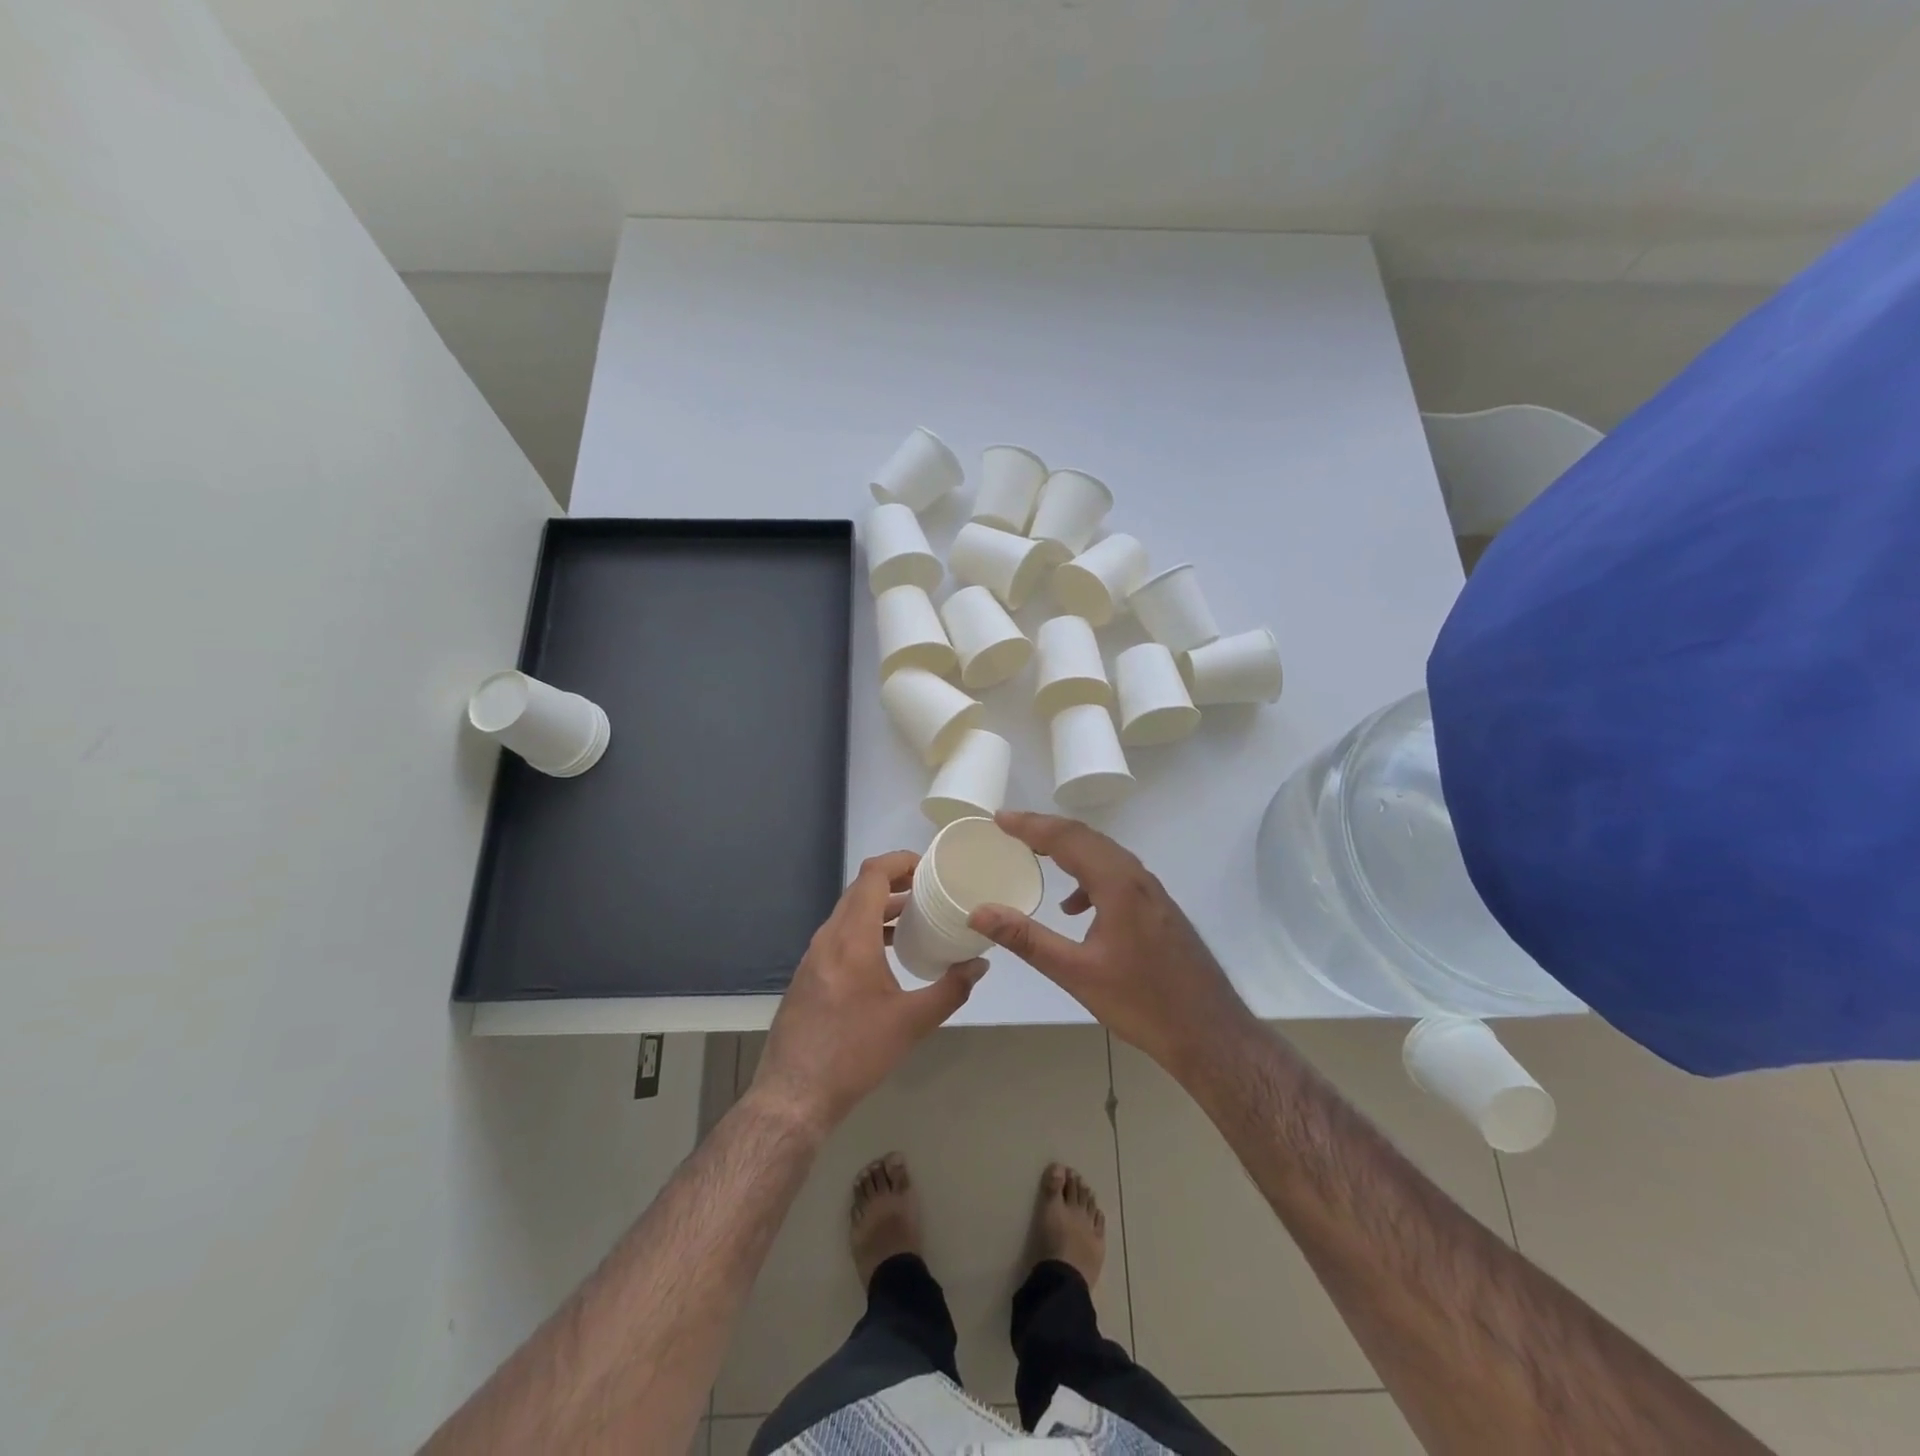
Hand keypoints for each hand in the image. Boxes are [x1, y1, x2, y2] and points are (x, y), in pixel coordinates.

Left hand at [752, 851, 985, 1135]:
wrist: (793, 1095)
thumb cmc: (855, 1053)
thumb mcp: (912, 1023)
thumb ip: (951, 989)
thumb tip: (980, 964)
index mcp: (852, 937)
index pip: (872, 875)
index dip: (900, 860)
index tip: (929, 866)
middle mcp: (828, 937)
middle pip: (861, 889)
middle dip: (896, 881)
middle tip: (930, 889)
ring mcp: (814, 955)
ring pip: (849, 912)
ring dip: (880, 907)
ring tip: (915, 917)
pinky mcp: (809, 974)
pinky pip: (839, 934)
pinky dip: (866, 928)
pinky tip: (887, 954)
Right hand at [967, 812, 1254, 1078]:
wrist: (1210, 1033)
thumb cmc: (1142, 1002)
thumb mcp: (1076, 973)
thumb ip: (1026, 939)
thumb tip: (979, 912)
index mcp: (1118, 884)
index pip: (1067, 839)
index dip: (1030, 825)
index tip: (999, 818)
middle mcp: (1137, 877)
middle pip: (1087, 838)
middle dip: (1046, 829)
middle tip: (1009, 828)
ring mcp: (1152, 892)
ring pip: (1104, 854)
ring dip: (1068, 850)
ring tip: (1035, 856)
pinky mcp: (1158, 909)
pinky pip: (1117, 875)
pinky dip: (1089, 876)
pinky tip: (1076, 908)